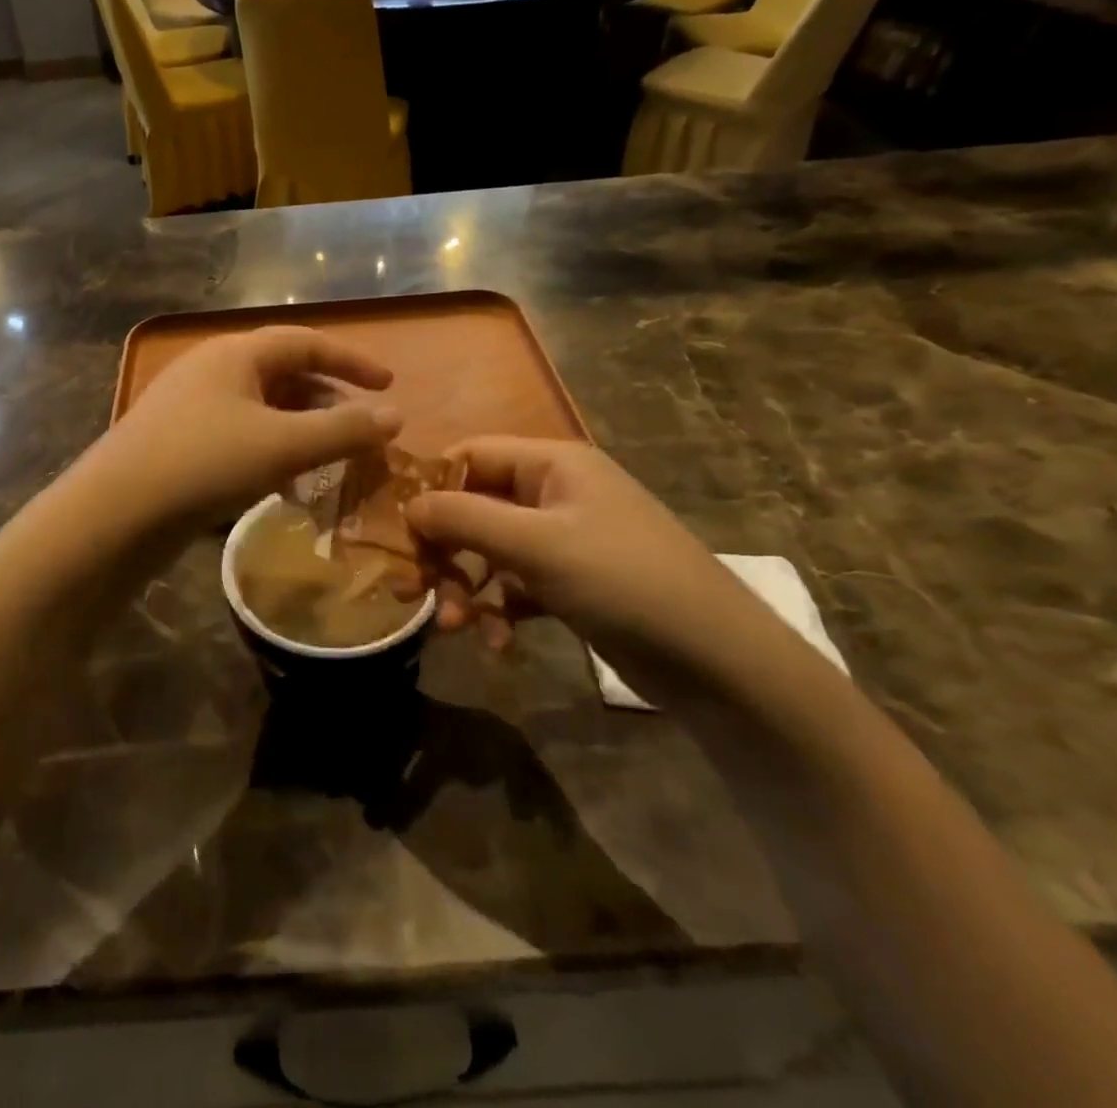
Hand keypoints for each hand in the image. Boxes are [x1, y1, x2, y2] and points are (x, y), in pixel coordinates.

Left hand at [98, 327, 401, 528]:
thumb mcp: (283, 445)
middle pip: (284, 374)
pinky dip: (270, 451)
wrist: (114, 512)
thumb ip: (343, 430)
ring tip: (328, 462)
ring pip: (261, 409)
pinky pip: (238, 435)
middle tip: (360, 430)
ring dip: (300, 431)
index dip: (352, 361)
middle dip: (327, 401)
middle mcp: (212, 370)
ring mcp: (189, 406)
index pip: (307, 343)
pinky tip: (282, 486)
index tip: (389, 383)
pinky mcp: (177, 442)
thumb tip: (396, 416)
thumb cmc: (205, 463)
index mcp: (236, 354)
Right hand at [406, 438, 754, 663]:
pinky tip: (497, 645)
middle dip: (444, 550)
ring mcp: (565, 539)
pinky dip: (499, 611)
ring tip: (455, 628)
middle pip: (474, 507)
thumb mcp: (536, 545)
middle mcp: (555, 492)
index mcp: (551, 463)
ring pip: (490, 551)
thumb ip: (464, 518)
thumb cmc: (622, 581)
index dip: (430, 488)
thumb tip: (406, 505)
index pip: (469, 455)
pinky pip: (516, 586)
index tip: (397, 531)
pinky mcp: (572, 583)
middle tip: (415, 592)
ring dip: (466, 587)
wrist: (719, 661)